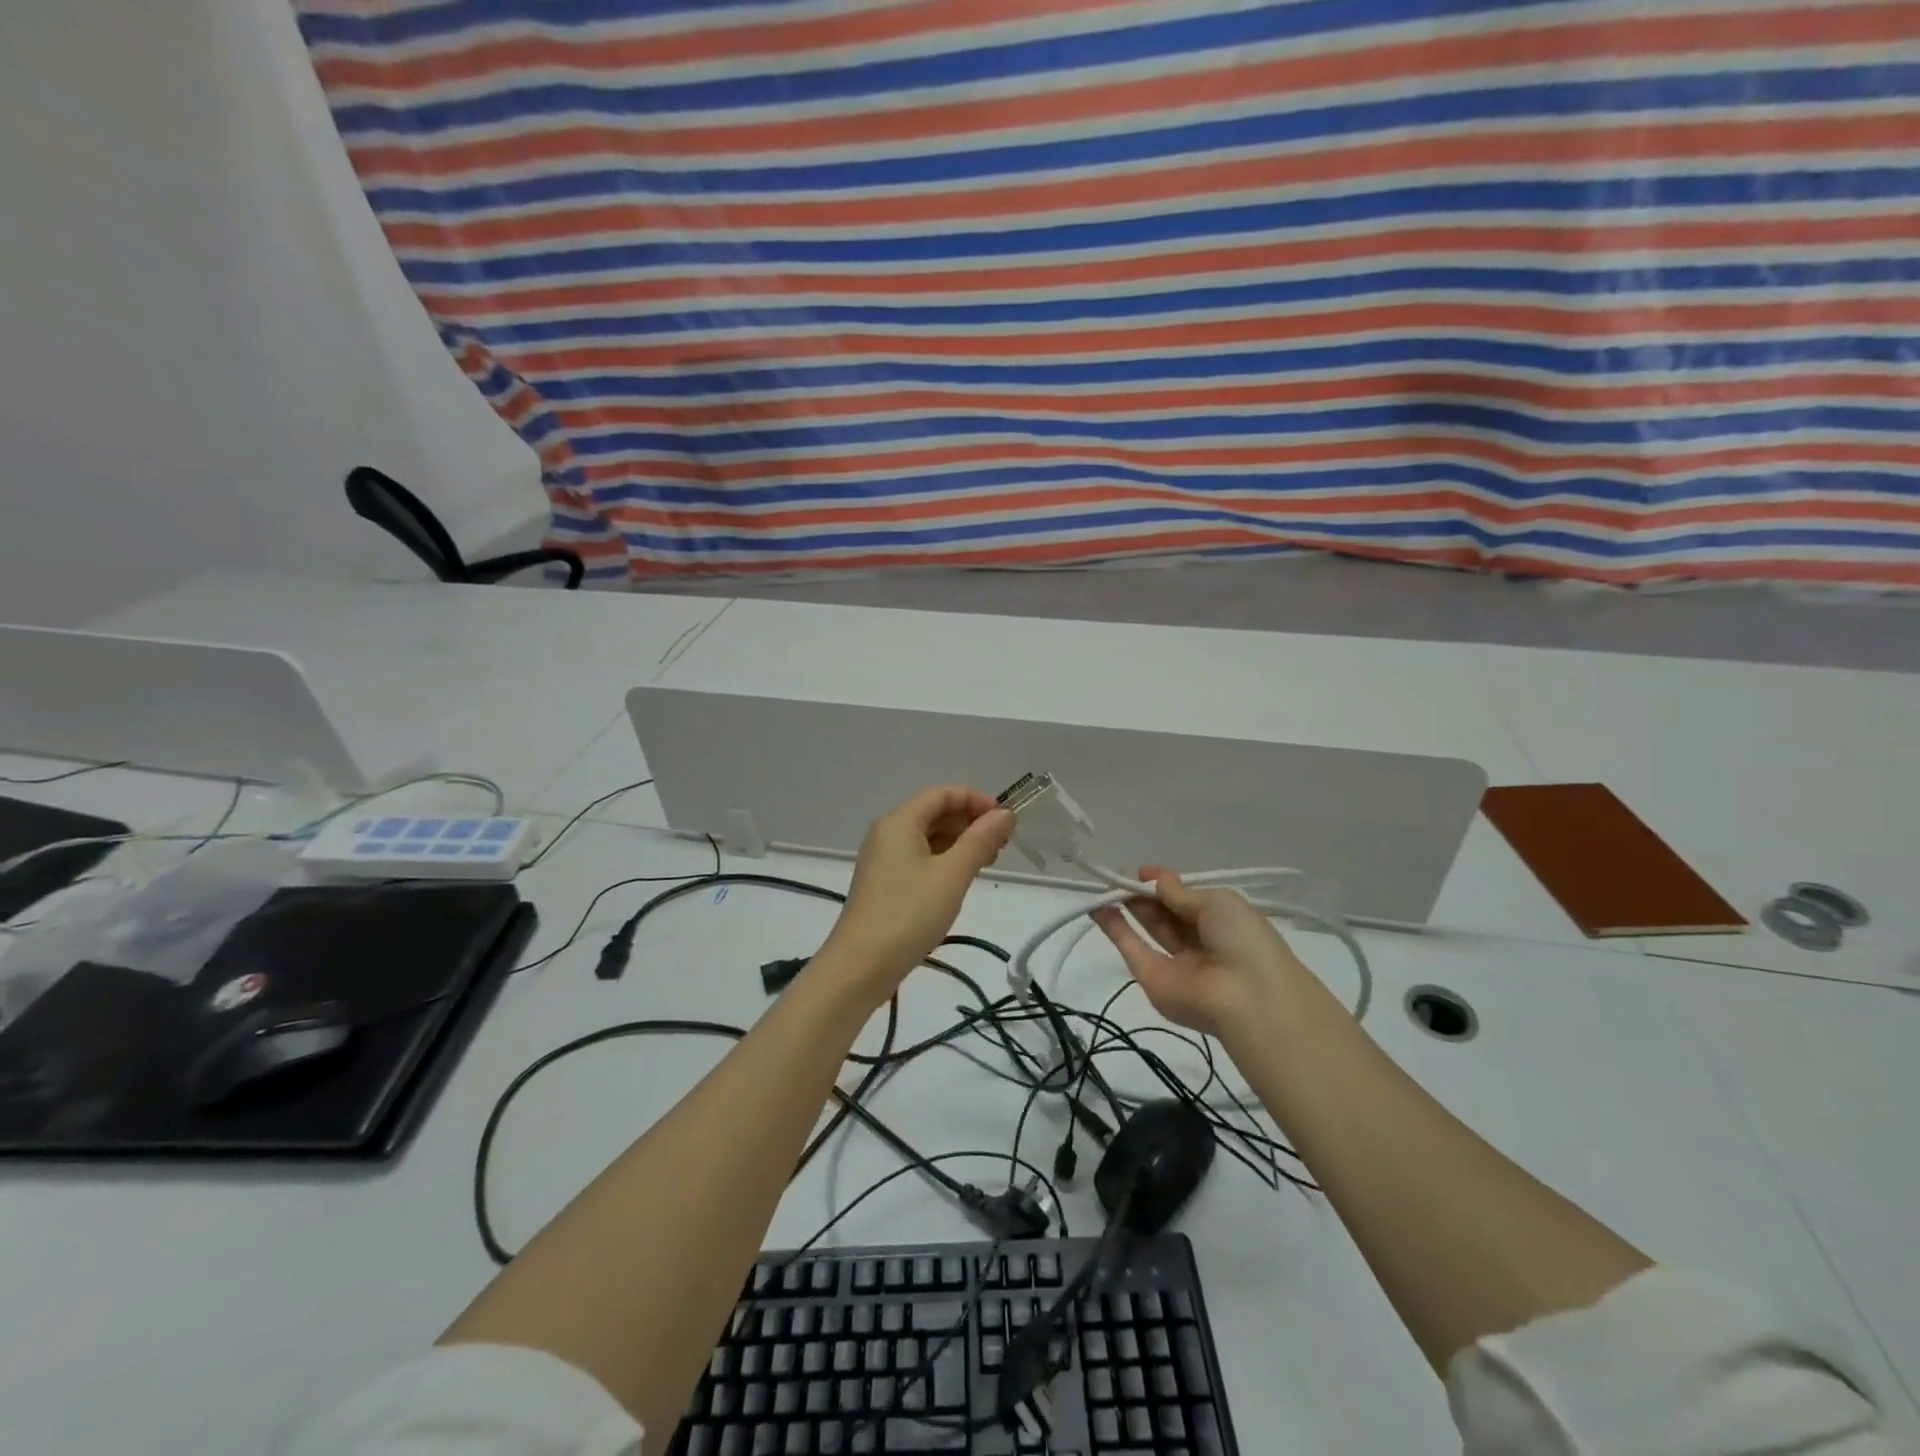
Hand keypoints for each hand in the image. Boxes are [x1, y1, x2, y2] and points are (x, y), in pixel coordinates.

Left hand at [818, 786, 1012, 1000]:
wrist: (860, 966)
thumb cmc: (908, 914)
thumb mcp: (951, 875)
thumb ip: (980, 840)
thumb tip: (1004, 814)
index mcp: (899, 822)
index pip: (943, 793)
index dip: (977, 800)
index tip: (1006, 821)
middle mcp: (887, 833)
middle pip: (934, 813)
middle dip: (970, 822)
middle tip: (1003, 845)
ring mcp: (883, 859)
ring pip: (928, 837)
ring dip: (960, 843)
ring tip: (988, 862)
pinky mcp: (884, 884)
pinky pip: (919, 859)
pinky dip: (944, 861)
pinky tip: (961, 880)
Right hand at [1090, 869, 1310, 1037]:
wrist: (1247, 997)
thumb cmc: (1242, 938)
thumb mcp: (1217, 902)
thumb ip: (1180, 892)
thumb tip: (1154, 879)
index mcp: (1222, 922)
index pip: (1187, 899)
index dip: (1165, 884)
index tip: (1142, 872)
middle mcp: (1199, 941)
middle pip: (1166, 912)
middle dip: (1144, 893)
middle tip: (1120, 877)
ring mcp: (1175, 963)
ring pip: (1149, 929)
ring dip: (1127, 907)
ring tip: (1104, 886)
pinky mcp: (1154, 979)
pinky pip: (1132, 949)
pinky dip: (1114, 928)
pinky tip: (1097, 907)